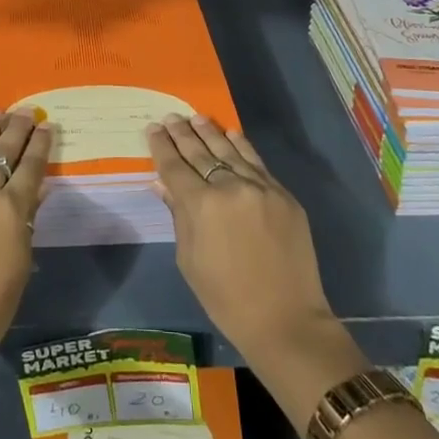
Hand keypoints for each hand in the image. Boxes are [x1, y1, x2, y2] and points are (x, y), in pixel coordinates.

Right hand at [149, 115, 365, 429]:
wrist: (285, 320)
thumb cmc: (226, 298)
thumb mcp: (189, 260)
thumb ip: (178, 215)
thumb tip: (163, 184)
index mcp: (201, 206)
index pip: (175, 166)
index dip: (162, 146)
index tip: (153, 129)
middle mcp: (230, 187)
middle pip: (201, 152)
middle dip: (183, 134)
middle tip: (171, 117)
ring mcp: (260, 188)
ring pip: (230, 151)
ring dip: (210, 133)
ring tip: (196, 118)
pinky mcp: (283, 195)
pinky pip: (257, 163)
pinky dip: (242, 146)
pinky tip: (231, 134)